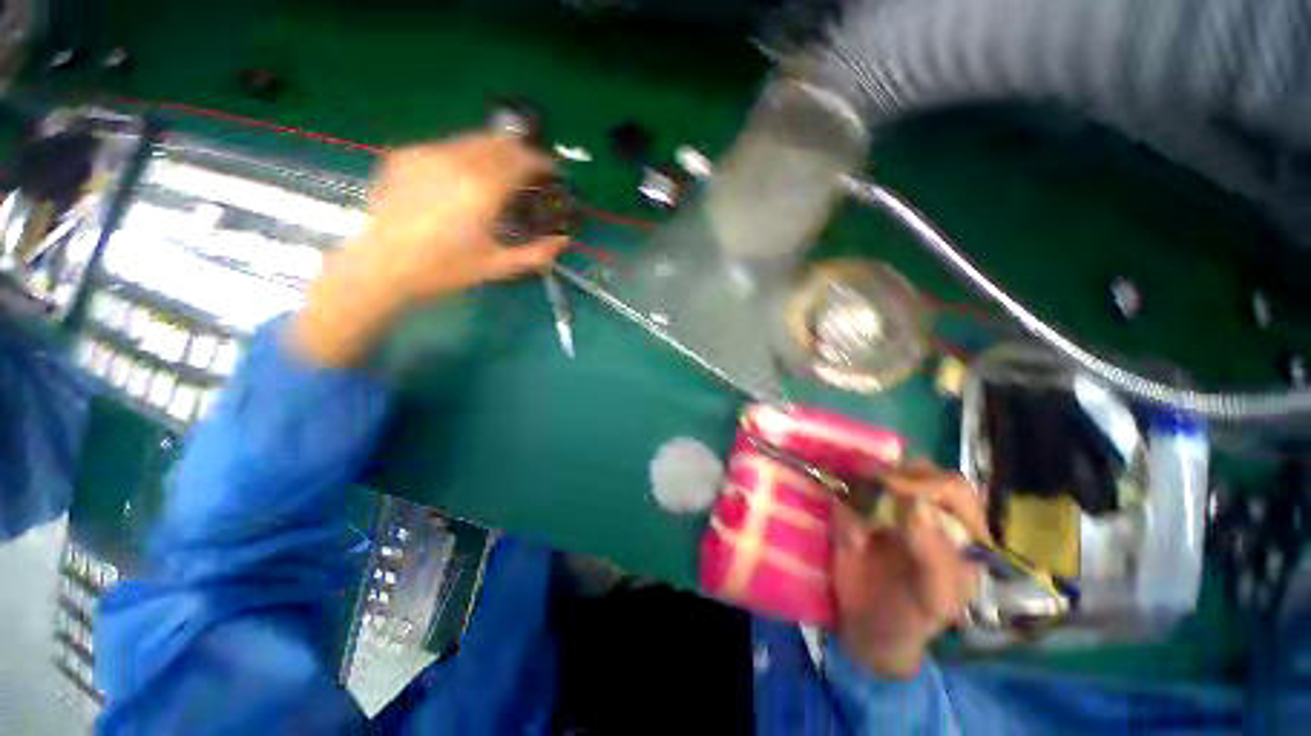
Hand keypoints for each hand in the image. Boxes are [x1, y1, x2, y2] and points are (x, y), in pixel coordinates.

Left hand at [291, 134, 568, 366]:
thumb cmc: (444, 269)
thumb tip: (563, 241)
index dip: (542, 161)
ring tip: (499, 172)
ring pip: (471, 140)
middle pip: (498, 142)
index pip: (521, 159)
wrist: (382, 266)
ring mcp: (427, 154)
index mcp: (483, 189)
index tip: (552, 170)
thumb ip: (537, 254)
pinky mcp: (405, 156)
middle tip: (529, 170)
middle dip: (520, 152)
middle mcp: (456, 161)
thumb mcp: (498, 266)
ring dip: (493, 151)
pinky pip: (445, 146)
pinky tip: (462, 178)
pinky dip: (463, 156)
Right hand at [831, 461, 988, 677]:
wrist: (867, 625)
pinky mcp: (856, 506)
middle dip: (892, 478)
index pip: (954, 488)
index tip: (897, 491)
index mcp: (961, 530)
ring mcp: (889, 503)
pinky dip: (843, 508)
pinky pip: (847, 491)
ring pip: (877, 473)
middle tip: (872, 493)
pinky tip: (849, 541)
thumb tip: (916, 506)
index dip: (929, 483)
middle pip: (915, 470)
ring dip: (863, 492)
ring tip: (858, 530)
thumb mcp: (935, 597)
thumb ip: (934, 556)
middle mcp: (927, 509)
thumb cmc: (913, 615)